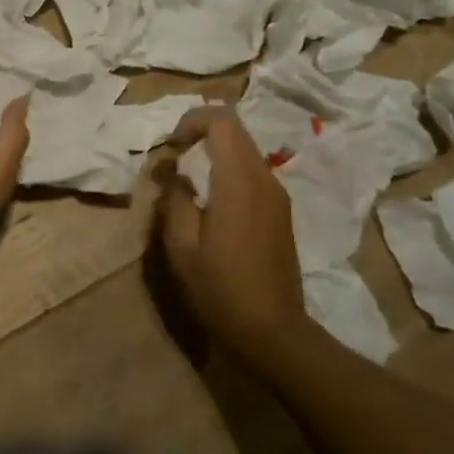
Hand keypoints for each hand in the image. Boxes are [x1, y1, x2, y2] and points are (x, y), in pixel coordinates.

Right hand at [156, 108, 308, 361]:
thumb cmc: (220, 289)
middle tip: (175, 159)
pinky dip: (229, 171)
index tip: (171, 146)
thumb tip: (173, 172)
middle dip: (201, 133)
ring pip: (245, 151)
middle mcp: (264, 178)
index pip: (222, 120)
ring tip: (189, 182)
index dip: (192, 120)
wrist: (273, 332)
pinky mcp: (281, 212)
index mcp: (239, 181)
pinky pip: (253, 173)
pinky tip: (212, 204)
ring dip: (215, 153)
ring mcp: (278, 195)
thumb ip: (174, 199)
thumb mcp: (181, 247)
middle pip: (236, 130)